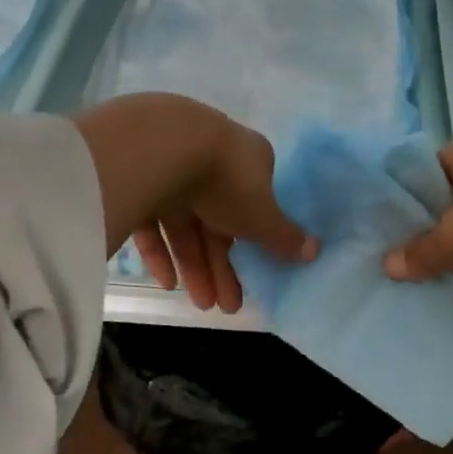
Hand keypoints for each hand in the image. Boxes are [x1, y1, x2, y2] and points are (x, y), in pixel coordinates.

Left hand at [72, 94, 315, 312]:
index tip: (252, 272)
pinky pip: (151, 219)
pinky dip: (160, 250)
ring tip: (199, 304)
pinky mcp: (136, 178)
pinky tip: (166, 282)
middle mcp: (211, 160)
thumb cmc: (226, 180)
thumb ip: (285, 236)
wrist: (160, 147)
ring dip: (194, 265)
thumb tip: (316, 250)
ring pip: (185, 223)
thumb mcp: (262, 216)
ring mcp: (171, 167)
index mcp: (247, 160)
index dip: (253, 242)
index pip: (253, 205)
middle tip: (224, 306)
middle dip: (221, 265)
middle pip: (218, 219)